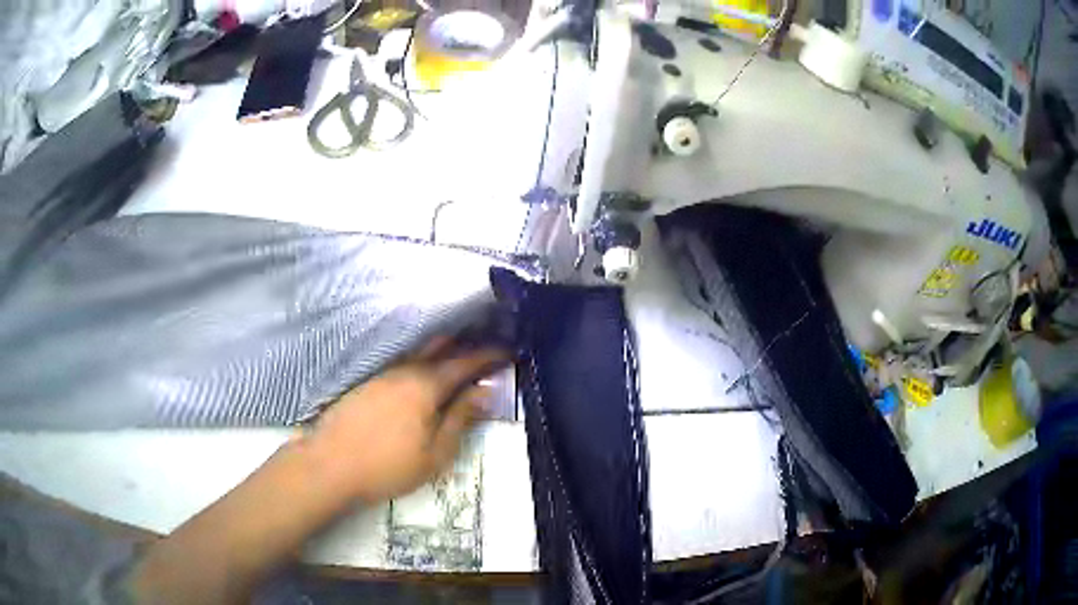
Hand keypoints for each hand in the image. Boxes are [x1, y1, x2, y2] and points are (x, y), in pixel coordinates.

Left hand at [308, 338, 508, 503]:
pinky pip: (401, 361)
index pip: (465, 362)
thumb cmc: (388, 466)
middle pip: (440, 346)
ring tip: (458, 353)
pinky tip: (421, 370)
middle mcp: (404, 369)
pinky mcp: (366, 381)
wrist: (330, 465)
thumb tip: (485, 390)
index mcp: (426, 385)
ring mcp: (381, 373)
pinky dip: (419, 359)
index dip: (489, 355)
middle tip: (485, 344)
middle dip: (465, 342)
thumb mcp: (436, 453)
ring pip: (418, 352)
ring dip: (442, 350)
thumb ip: (461, 418)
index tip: (509, 350)